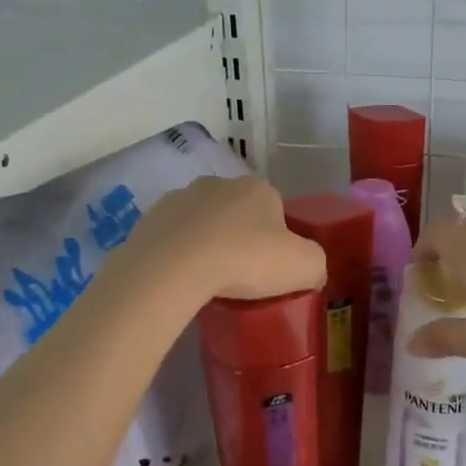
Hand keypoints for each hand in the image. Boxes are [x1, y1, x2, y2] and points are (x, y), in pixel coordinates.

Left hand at [125, 174, 325, 301]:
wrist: (173, 267)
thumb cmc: (245, 259)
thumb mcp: (303, 266)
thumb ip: (315, 264)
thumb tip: (311, 271)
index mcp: (258, 189)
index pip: (276, 210)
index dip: (277, 240)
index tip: (271, 269)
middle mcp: (219, 184)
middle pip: (237, 213)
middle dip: (240, 238)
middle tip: (241, 276)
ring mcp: (180, 198)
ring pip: (203, 223)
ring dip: (207, 244)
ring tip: (208, 281)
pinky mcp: (150, 218)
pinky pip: (173, 238)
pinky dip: (178, 254)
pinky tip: (182, 279)